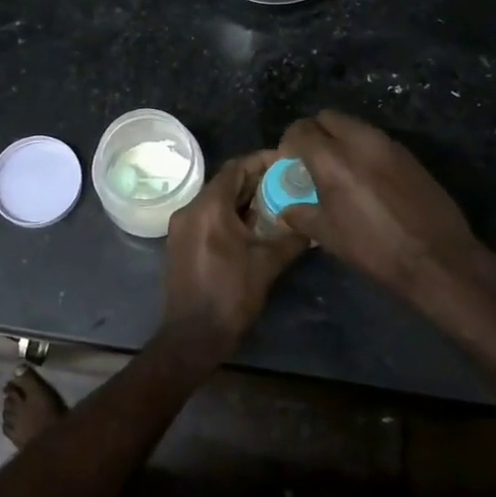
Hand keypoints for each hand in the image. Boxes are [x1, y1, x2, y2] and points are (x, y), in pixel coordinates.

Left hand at [161, 151, 305, 361]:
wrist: (192, 336)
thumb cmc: (231, 295)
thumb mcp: (267, 263)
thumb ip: (291, 238)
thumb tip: (314, 226)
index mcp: (209, 207)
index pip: (237, 167)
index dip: (262, 161)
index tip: (286, 161)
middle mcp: (191, 209)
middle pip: (225, 182)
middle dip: (255, 180)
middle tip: (285, 182)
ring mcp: (182, 226)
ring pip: (216, 200)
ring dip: (242, 199)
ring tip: (274, 202)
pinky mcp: (181, 243)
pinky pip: (207, 216)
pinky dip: (229, 214)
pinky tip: (252, 226)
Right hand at [278, 111, 483, 304]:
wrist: (437, 257)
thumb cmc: (375, 249)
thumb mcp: (329, 237)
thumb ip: (302, 215)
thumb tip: (287, 208)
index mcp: (333, 159)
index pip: (301, 130)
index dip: (289, 142)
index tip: (289, 161)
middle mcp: (359, 141)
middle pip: (328, 117)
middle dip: (315, 132)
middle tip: (312, 159)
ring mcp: (388, 144)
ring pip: (354, 125)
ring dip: (340, 138)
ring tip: (339, 168)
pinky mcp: (408, 154)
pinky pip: (376, 139)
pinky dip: (363, 148)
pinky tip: (366, 177)